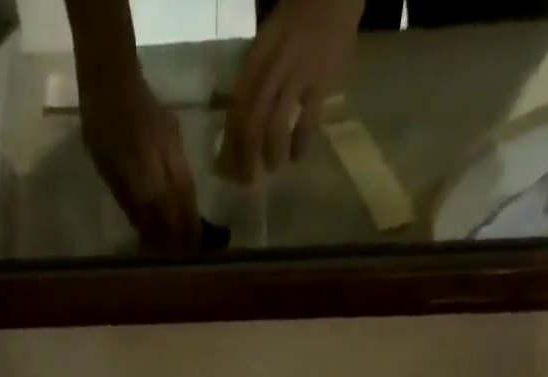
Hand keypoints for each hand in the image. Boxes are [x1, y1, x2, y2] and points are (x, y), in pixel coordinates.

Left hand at [79, 70, 199, 248]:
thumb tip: (147, 232)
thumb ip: (129, 201)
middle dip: (188, 230)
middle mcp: (165, 164)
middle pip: (184, 205)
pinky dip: (186, 194)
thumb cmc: (101, 124)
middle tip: (190, 251)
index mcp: (145, 175)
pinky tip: (182, 203)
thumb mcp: (107, 169)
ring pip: (188, 190)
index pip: (166, 216)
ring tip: (190, 234)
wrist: (112, 73)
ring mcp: (174, 149)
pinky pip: (185, 174)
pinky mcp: (176, 138)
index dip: (171, 239)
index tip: (175, 257)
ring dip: (190, 213)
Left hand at [218, 0, 362, 182]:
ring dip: (271, 153)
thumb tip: (237, 124)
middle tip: (247, 180)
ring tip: (271, 168)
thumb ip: (254, 78)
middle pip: (252, 121)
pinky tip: (296, 157)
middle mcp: (273, 67)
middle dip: (246, 156)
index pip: (237, 107)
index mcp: (256, 58)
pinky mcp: (321, 81)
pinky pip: (307, 121)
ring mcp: (298, 74)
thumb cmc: (297, 24)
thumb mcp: (267, 43)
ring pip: (275, 124)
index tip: (226, 168)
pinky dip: (300, 143)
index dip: (229, 142)